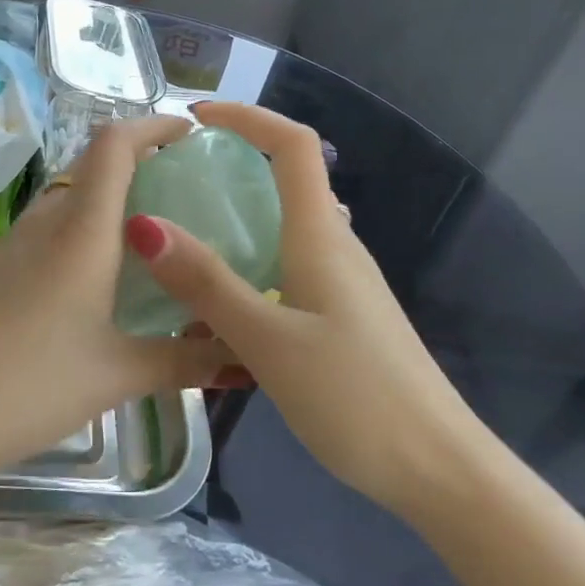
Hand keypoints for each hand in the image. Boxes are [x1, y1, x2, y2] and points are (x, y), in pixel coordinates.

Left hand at [0, 116, 233, 494]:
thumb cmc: (25, 383)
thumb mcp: (116, 375)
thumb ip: (184, 360)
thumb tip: (244, 357)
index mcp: (81, 230)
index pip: (115, 144)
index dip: (155, 125)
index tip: (194, 135)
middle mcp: (48, 221)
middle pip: (96, 161)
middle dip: (144, 159)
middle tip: (191, 186)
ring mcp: (18, 242)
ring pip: (74, 194)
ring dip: (115, 194)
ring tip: (159, 229)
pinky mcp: (0, 266)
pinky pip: (55, 225)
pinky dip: (90, 225)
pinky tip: (109, 272)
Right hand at [124, 102, 482, 521]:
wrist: (438, 468)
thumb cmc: (357, 398)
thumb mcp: (268, 342)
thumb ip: (208, 284)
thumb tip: (146, 225)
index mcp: (320, 236)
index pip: (292, 144)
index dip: (246, 117)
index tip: (194, 120)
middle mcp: (335, 245)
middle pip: (287, 178)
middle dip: (233, 164)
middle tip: (174, 184)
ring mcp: (343, 282)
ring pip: (286, 226)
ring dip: (238, 218)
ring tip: (183, 240)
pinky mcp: (342, 314)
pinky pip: (289, 265)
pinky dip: (251, 263)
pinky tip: (221, 304)